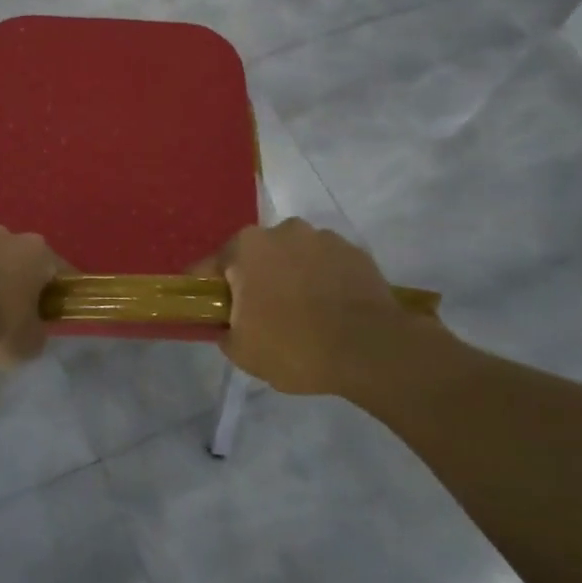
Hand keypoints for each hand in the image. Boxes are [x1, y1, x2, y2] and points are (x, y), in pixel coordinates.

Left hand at [0, 224, 62, 367]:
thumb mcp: (29, 343)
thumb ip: (36, 331)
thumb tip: (32, 328)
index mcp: (37, 253)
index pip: (58, 269)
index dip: (56, 291)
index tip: (51, 310)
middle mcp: (7, 235)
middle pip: (18, 255)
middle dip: (16, 276)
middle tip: (9, 307)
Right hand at [214, 220, 436, 398]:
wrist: (372, 350)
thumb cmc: (295, 347)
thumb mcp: (243, 352)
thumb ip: (223, 331)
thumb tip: (227, 323)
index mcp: (246, 247)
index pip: (212, 266)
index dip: (210, 291)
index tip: (215, 312)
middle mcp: (282, 230)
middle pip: (256, 256)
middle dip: (255, 279)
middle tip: (262, 316)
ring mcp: (322, 237)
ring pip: (293, 257)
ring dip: (291, 276)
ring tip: (304, 313)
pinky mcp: (354, 251)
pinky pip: (326, 265)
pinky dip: (323, 280)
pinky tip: (331, 310)